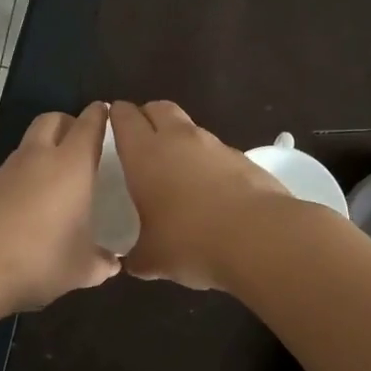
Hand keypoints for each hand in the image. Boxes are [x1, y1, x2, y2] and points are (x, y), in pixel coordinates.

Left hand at [0, 101, 120, 312]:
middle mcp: (38, 158)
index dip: (100, 116)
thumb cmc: (37, 259)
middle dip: (68, 123)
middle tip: (83, 146)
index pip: (88, 125)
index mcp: (71, 165)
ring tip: (57, 184)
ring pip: (28, 146)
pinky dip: (23, 180)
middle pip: (53, 120)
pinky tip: (28, 210)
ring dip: (44, 153)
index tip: (108, 115)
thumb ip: (101, 263)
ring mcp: (5, 171)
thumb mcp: (80, 269)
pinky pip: (10, 173)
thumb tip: (113, 264)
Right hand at [109, 100, 288, 290]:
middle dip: (147, 117)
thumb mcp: (153, 259)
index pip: (124, 116)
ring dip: (179, 139)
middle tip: (140, 142)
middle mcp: (178, 139)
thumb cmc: (192, 242)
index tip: (110, 128)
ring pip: (190, 128)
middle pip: (159, 108)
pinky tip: (210, 191)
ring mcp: (215, 145)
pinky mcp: (244, 159)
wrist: (260, 238)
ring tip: (175, 171)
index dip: (115, 116)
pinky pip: (216, 151)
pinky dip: (207, 162)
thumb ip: (137, 256)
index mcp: (145, 154)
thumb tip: (133, 262)